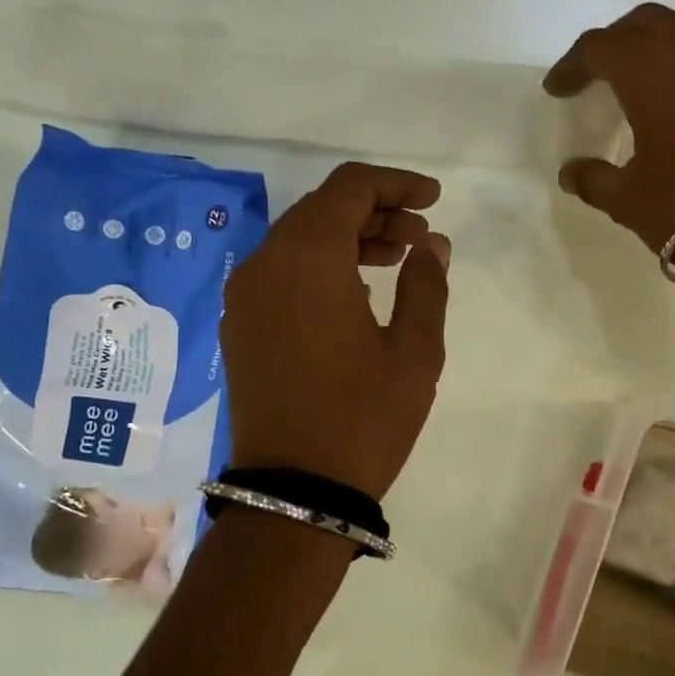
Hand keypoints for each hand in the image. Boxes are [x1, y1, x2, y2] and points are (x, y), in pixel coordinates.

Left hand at [221, 162, 450, 500]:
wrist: (296, 492)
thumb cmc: (364, 416)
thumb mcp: (415, 350)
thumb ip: (426, 284)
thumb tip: (431, 245)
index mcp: (309, 258)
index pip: (350, 187)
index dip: (396, 184)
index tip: (433, 199)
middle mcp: (266, 264)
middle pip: (322, 208)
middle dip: (376, 211)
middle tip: (420, 237)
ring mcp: (245, 296)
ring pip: (300, 239)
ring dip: (349, 238)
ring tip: (397, 259)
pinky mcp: (240, 326)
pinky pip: (282, 272)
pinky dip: (322, 265)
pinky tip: (357, 292)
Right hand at [545, 4, 674, 270]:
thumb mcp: (625, 198)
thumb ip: (593, 178)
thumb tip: (573, 174)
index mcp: (651, 71)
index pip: (599, 47)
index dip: (571, 66)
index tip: (557, 90)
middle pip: (643, 24)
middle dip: (613, 43)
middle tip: (595, 74)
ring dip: (654, 50)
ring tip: (637, 87)